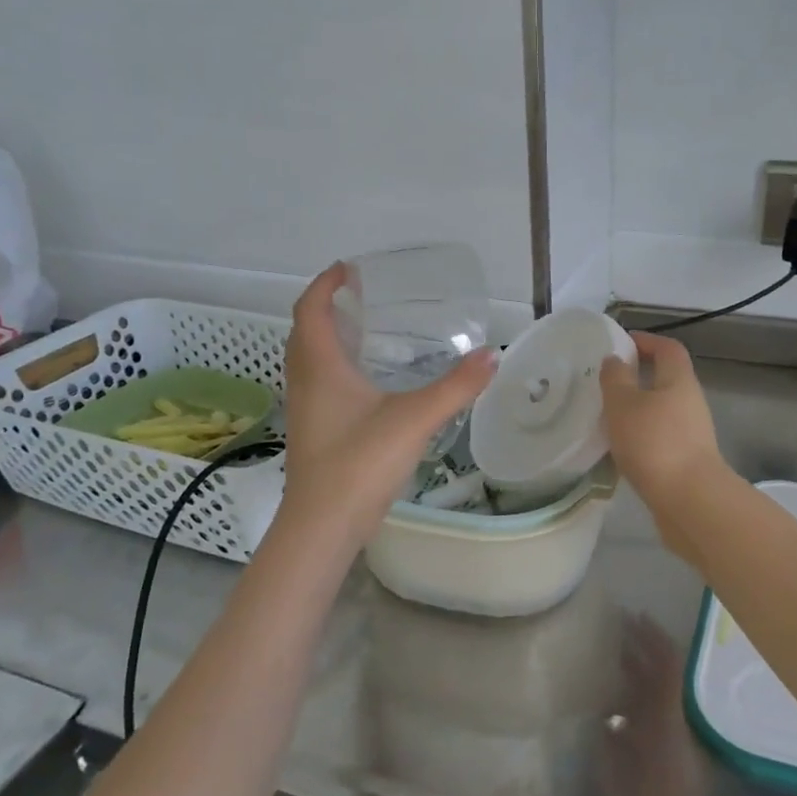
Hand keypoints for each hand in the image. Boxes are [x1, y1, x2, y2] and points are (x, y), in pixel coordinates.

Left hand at [281, 264, 496, 547]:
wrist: (323, 526)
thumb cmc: (359, 463)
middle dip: (327, 308)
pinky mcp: (313, 433)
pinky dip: (334, 369)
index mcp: (321, 367)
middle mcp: (305, 382)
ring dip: (328, 339)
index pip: (310, 309)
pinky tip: (368, 385)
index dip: (325, 284)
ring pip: (308, 361)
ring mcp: (305, 410)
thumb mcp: (414, 419)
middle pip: (304, 332)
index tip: (349, 269)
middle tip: (361, 299)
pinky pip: (318, 385)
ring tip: (366, 333)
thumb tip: (492, 355)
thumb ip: (455, 387)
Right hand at [598, 333, 729, 516]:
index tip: (621, 343)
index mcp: (679, 380)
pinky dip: (640, 436)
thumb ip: (615, 378)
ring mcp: (691, 434)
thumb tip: (615, 360)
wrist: (690, 502)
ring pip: (661, 411)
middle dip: (637, 377)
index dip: (646, 340)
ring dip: (637, 409)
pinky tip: (619, 448)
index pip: (668, 348)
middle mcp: (690, 402)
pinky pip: (660, 437)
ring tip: (606, 417)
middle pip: (666, 379)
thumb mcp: (623, 404)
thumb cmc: (654, 443)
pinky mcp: (686, 460)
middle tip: (605, 383)